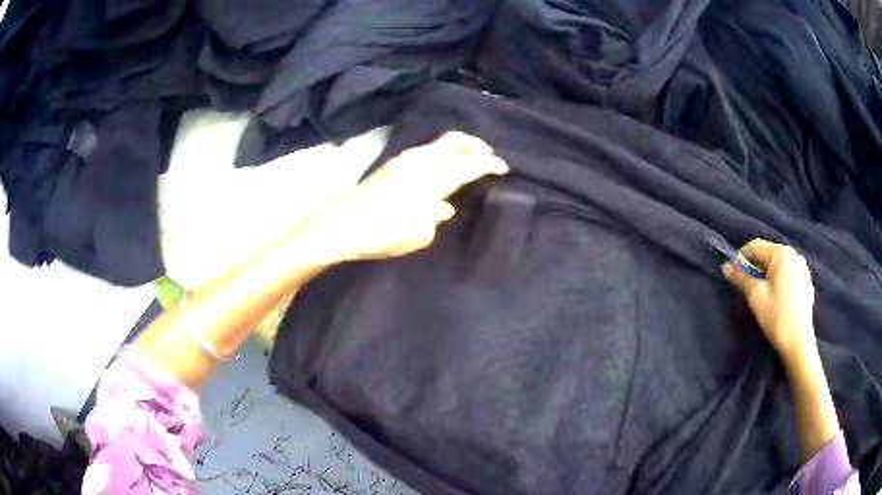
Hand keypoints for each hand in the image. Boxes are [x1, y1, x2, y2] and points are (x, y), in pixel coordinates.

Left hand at [297, 131, 508, 262]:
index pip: (468, 164)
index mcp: (431, 181)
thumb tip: (444, 207)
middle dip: (475, 144)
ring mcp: (403, 160)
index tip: (503, 167)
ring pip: (438, 143)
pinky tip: (440, 167)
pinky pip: (424, 150)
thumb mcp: (415, 236)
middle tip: (488, 155)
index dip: (489, 163)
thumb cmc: (378, 235)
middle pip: (454, 140)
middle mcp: (419, 163)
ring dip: (457, 146)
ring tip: (468, 159)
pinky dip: (440, 152)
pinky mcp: (391, 164)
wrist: (337, 226)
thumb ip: (434, 218)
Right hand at [722, 239, 815, 360]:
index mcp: (781, 253)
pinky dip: (779, 280)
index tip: (732, 274)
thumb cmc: (776, 317)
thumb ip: (741, 278)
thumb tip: (726, 267)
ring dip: (767, 273)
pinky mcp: (806, 281)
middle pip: (768, 254)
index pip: (755, 246)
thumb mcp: (755, 297)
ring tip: (761, 292)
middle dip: (755, 267)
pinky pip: (788, 273)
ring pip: (778, 264)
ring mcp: (802, 268)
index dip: (740, 258)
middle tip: (746, 285)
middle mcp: (793, 254)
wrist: (798, 342)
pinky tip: (776, 297)